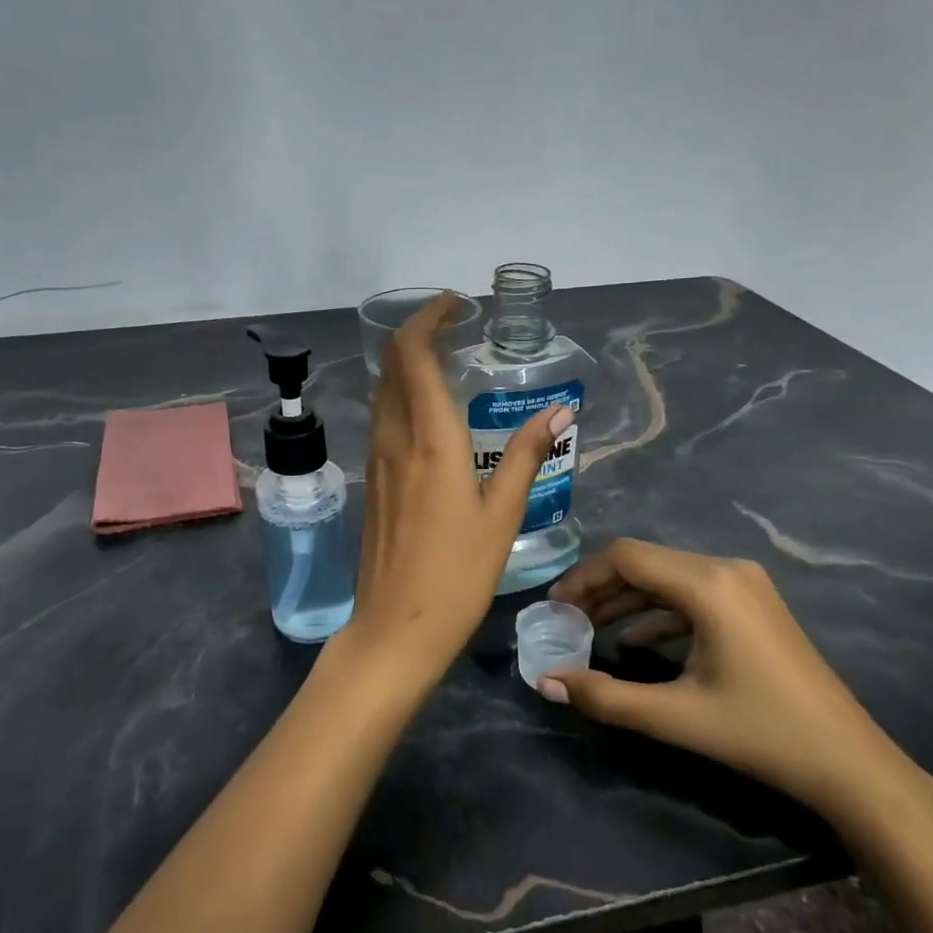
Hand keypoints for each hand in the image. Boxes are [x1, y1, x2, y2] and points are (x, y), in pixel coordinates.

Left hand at [335, 293, 571, 686]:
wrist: (395, 628)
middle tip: (456, 326)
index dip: (428, 319)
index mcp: (429, 439)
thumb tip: (559, 412)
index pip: (413, 354)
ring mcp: (377, 460)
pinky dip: (402, 395)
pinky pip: (383, 419)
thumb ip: (526, 456)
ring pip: (384, 391)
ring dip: (408, 364)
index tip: (455, 304)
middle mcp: (395, 438)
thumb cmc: (457, 574)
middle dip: (419, 334)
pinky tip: (429, 412)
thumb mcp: (502, 514)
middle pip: (392, 364)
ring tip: (447, 360)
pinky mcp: (373, 481)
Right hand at [544, 539, 921, 820]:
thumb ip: (606, 698)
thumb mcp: (677, 717)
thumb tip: (546, 683)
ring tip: (590, 627)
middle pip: (646, 562)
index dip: (584, 576)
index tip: (555, 606)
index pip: (627, 557)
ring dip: (628, 599)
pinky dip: (659, 612)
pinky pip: (693, 594)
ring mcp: (745, 584)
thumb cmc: (762, 734)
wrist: (851, 764)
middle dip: (601, 587)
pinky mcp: (754, 604)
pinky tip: (635, 641)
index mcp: (708, 585)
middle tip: (566, 617)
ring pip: (668, 577)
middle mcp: (726, 569)